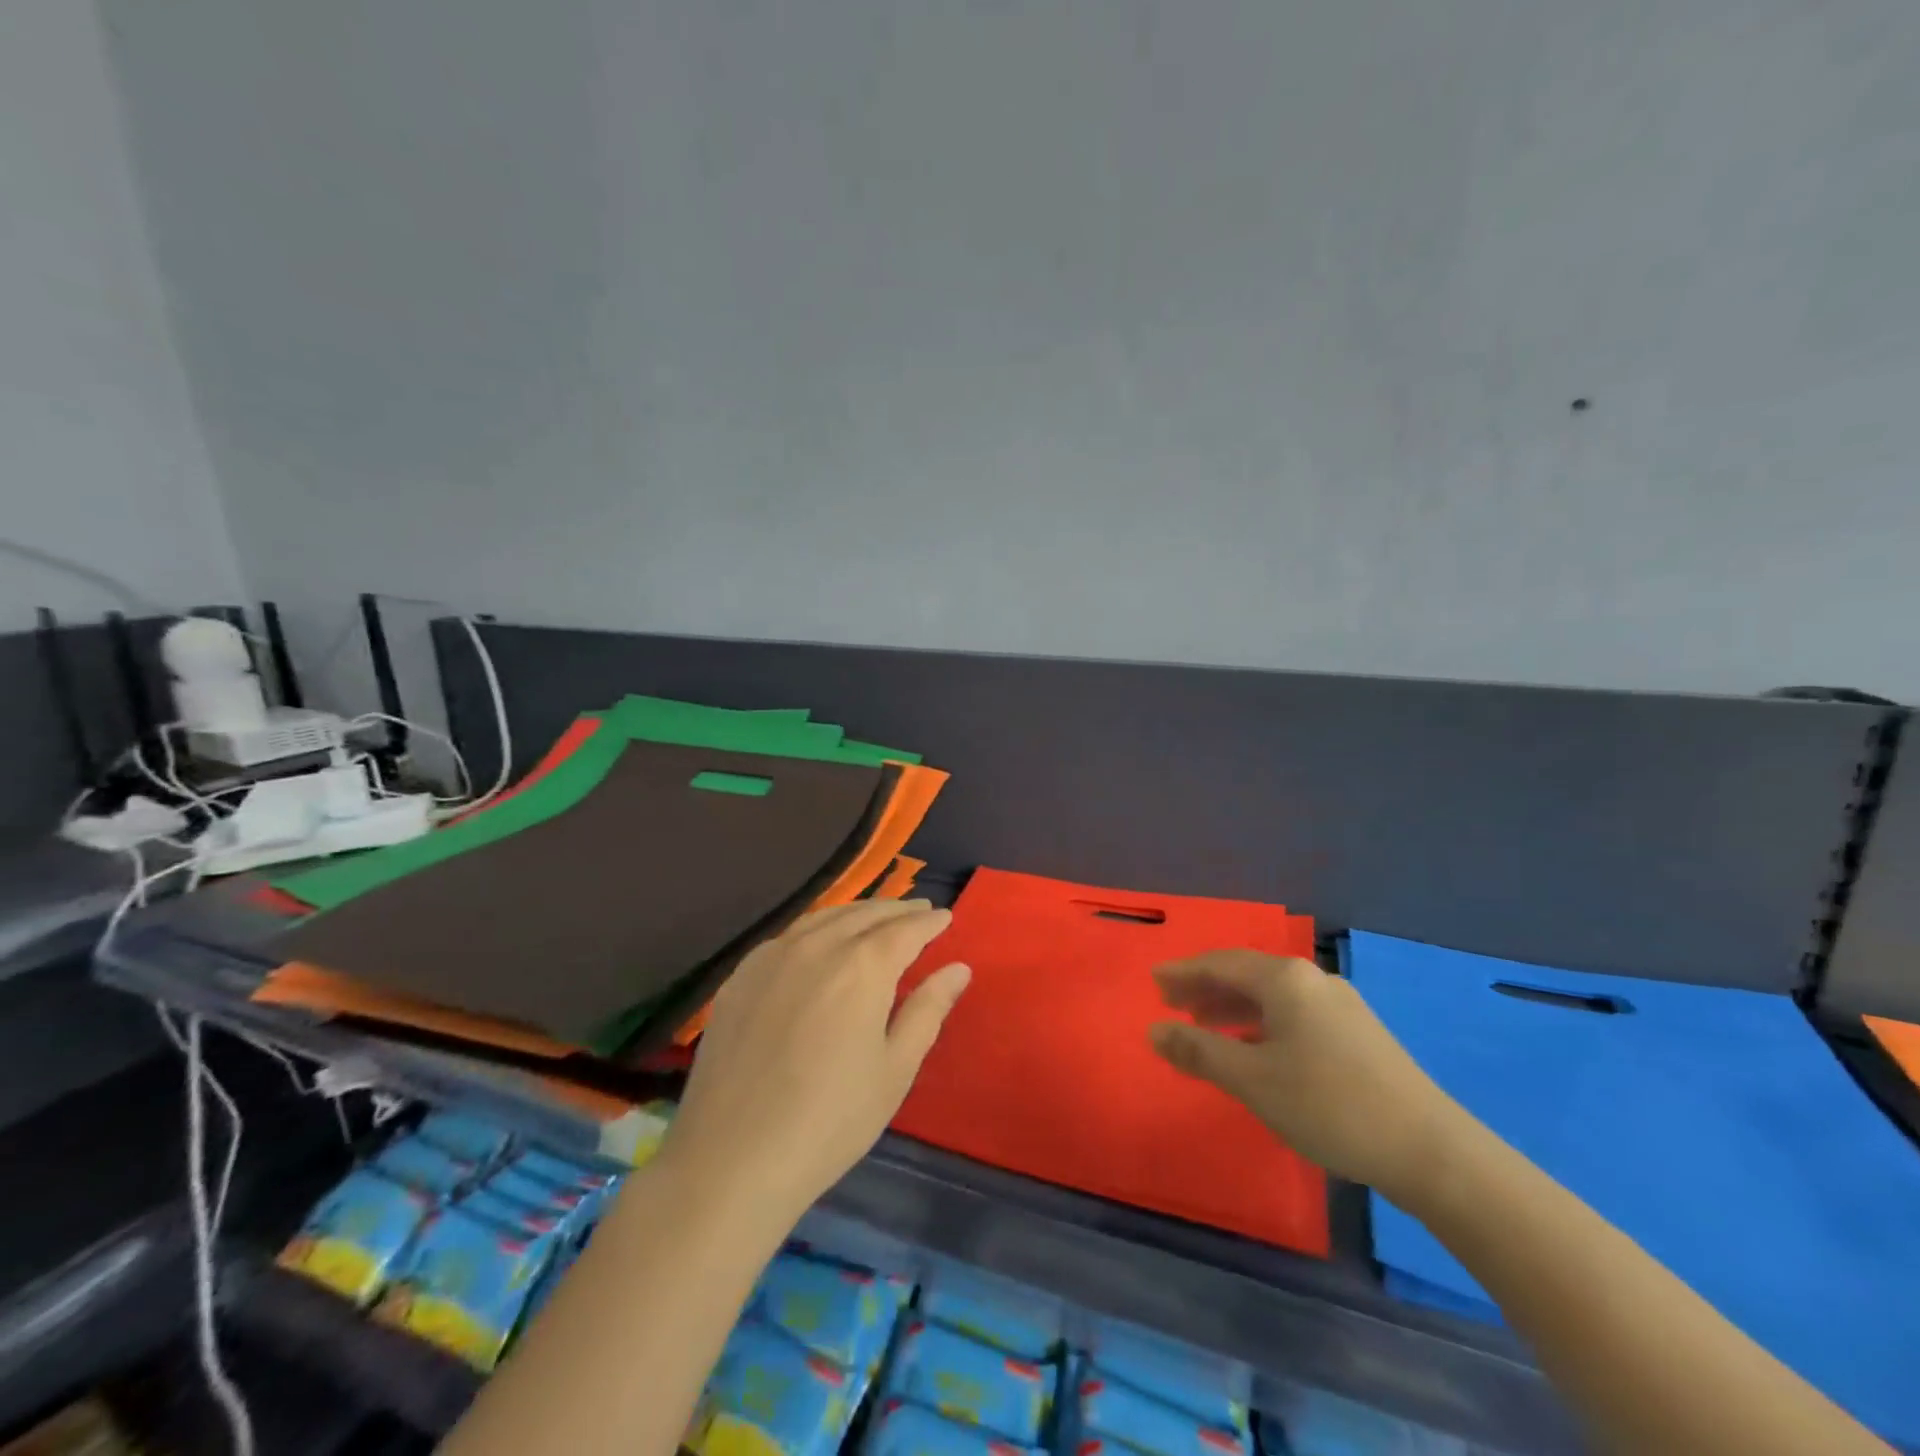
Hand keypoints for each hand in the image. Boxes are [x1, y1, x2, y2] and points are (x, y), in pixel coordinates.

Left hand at [660, 901, 969, 1223]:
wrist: (731, 1159)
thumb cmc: (830, 1121)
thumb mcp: (895, 1069)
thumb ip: (928, 1010)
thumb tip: (958, 968)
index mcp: (863, 966)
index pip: (905, 929)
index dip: (929, 922)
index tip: (946, 917)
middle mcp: (818, 946)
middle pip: (865, 914)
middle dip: (897, 910)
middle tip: (919, 910)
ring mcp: (772, 956)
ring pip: (824, 918)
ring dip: (857, 913)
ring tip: (877, 918)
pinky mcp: (741, 975)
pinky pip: (789, 936)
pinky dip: (817, 928)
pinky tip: (821, 941)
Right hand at [1149, 951, 1464, 1201]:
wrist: (1431, 1150)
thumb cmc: (1328, 1105)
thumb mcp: (1251, 1079)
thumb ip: (1198, 1050)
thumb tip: (1153, 1030)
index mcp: (1284, 980)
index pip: (1220, 964)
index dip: (1183, 972)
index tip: (1153, 981)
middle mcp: (1311, 980)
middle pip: (1245, 975)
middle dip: (1205, 988)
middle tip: (1171, 1004)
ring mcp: (1339, 1005)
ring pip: (1270, 996)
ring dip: (1232, 1007)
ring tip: (1203, 1026)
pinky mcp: (1357, 1033)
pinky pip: (1292, 1014)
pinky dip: (1260, 1023)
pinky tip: (1253, 1048)